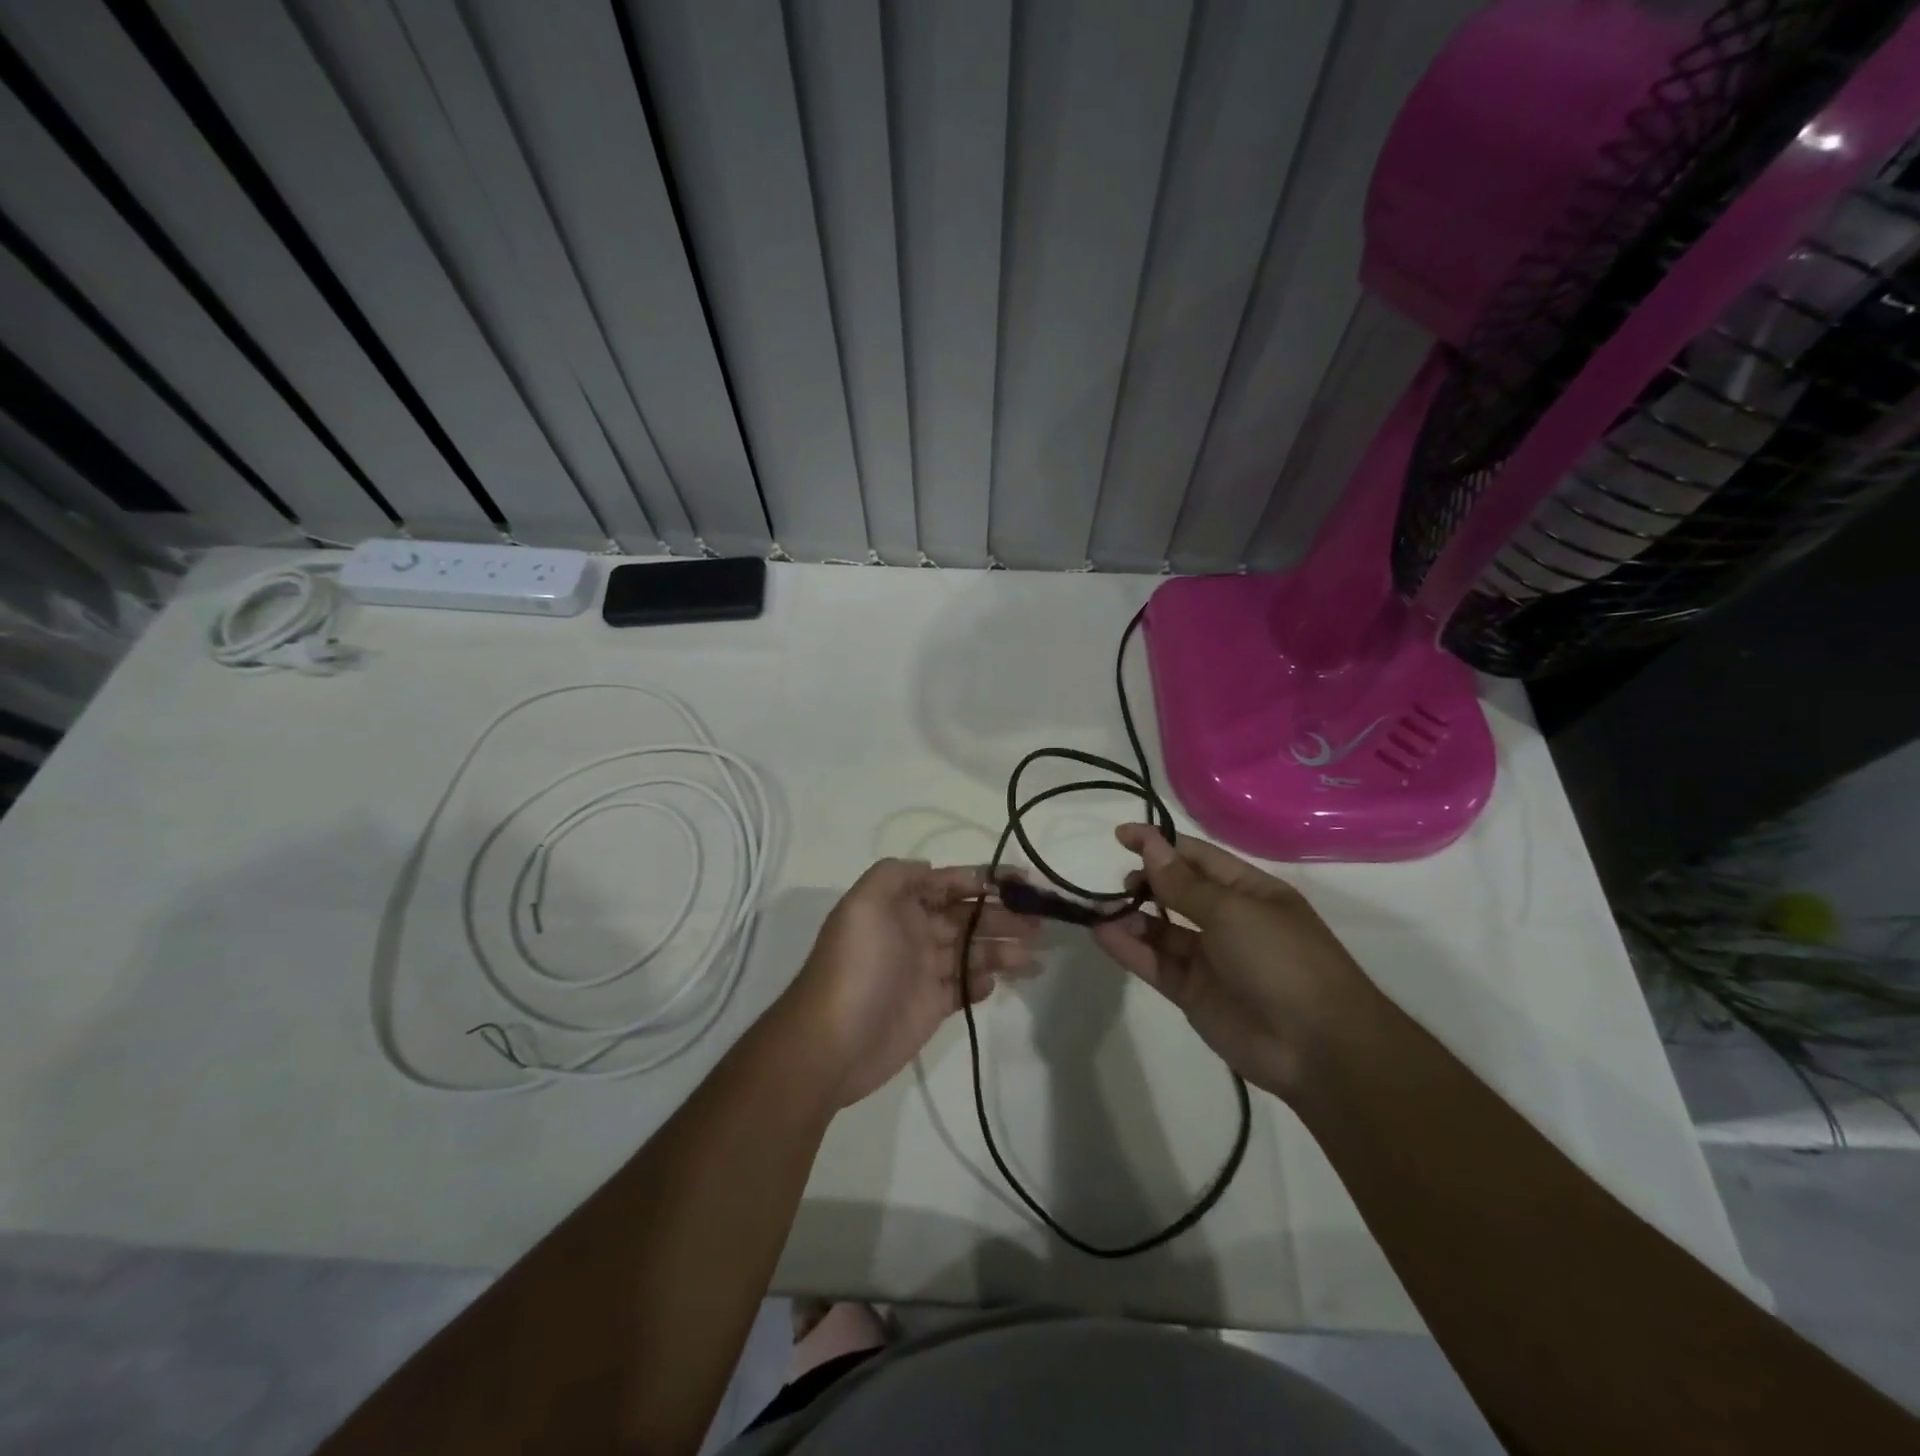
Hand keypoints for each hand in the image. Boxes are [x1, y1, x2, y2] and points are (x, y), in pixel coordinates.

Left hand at [782, 860, 1041, 1107]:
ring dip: (1003, 949)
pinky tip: (993, 983)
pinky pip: (965, 987)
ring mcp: (925, 970)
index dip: (985, 879)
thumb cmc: (856, 967)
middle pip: (969, 916)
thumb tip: (932, 867)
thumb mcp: (864, 904)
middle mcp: (915, 931)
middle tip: (1039, 922)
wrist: (833, 1043)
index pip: (950, 883)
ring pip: (973, 951)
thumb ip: (896, 874)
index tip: (1023, 881)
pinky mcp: (932, 1006)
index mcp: (900, 905)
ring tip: (1032, 956)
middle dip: (1003, 915)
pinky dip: (982, 982)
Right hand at [1092, 825, 1373, 1098]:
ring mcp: (1210, 958)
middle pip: (1177, 892)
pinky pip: (1155, 963)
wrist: (1317, 1048)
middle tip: (1122, 884)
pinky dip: (1129, 949)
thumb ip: (1183, 884)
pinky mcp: (1192, 993)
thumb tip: (1150, 845)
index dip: (1160, 844)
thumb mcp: (1232, 911)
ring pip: (1161, 930)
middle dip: (1146, 881)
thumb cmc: (1282, 960)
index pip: (1197, 857)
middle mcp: (1228, 920)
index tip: (1120, 835)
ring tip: (1099, 908)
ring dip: (1131, 916)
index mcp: (1250, 891)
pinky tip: (1103, 934)